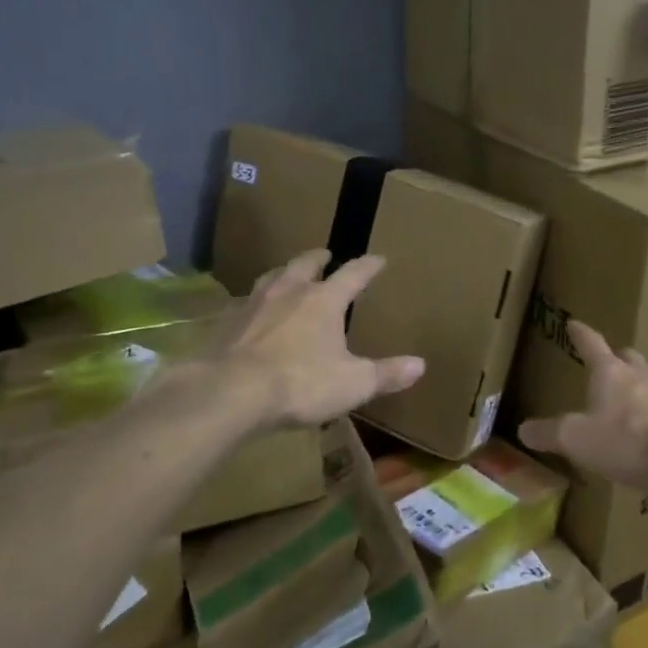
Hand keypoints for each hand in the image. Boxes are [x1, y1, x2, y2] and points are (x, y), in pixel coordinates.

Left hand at [208, 250, 424, 427]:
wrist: (230, 393)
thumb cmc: (300, 383)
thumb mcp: (353, 383)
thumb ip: (386, 373)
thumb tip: (420, 365)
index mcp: (323, 301)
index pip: (352, 274)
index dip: (368, 266)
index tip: (378, 259)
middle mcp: (288, 293)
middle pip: (304, 265)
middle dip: (318, 259)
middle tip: (325, 255)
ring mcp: (253, 305)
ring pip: (271, 278)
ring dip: (284, 274)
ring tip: (288, 276)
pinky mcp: (226, 324)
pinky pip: (245, 305)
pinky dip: (256, 305)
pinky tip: (254, 315)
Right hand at [517, 320, 647, 492]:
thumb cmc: (625, 441)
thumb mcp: (576, 439)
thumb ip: (549, 433)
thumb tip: (524, 429)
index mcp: (610, 372)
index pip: (591, 345)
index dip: (581, 334)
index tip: (574, 323)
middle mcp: (640, 376)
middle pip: (627, 358)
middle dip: (614, 359)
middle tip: (604, 364)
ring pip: (647, 381)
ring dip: (634, 386)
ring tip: (622, 401)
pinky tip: (643, 432)